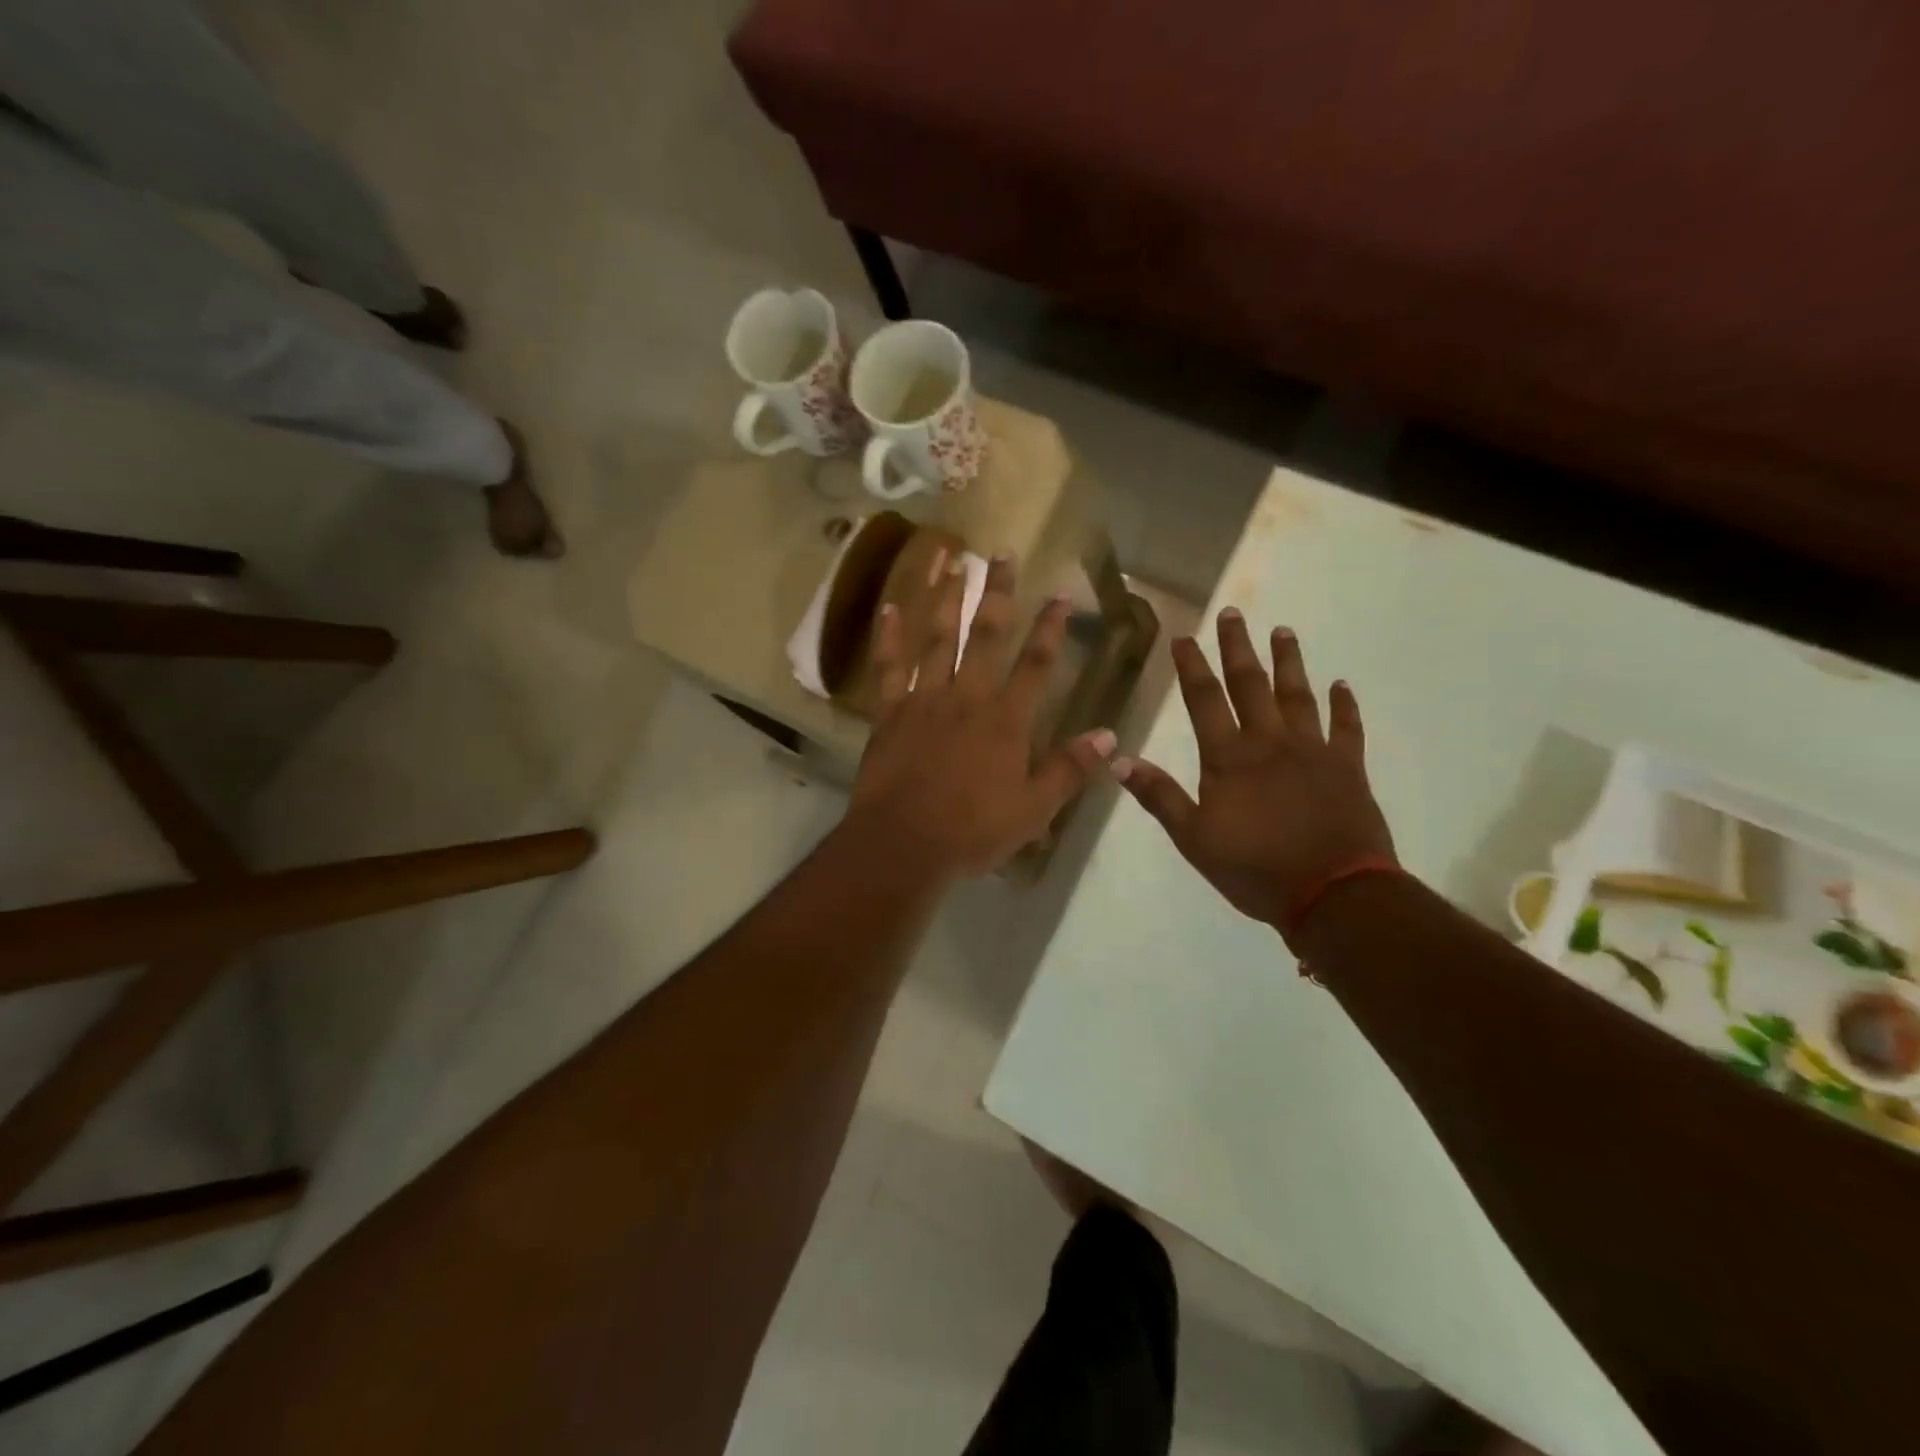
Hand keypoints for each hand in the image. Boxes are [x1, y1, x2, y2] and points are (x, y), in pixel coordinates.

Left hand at [847, 556, 1115, 880]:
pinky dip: (889, 637)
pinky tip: (890, 607)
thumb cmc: (973, 831)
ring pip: (936, 639)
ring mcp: (924, 700)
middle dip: (997, 592)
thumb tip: (1111, 736)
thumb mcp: (1034, 809)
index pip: (1036, 663)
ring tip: (951, 560)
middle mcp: (966, 697)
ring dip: (945, 598)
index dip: (1051, 627)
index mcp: (1006, 720)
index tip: (1060, 592)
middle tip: (1002, 552)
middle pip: (985, 635)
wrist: (903, 845)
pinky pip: (888, 667)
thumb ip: (1070, 769)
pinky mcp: (889, 713)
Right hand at [1113, 609, 1395, 937]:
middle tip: (1234, 613)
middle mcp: (1270, 742)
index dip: (1192, 667)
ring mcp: (1313, 751)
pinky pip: (1347, 728)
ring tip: (1284, 631)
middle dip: (1238, 647)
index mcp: (1229, 758)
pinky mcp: (1348, 767)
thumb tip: (1118, 759)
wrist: (1333, 894)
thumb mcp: (1194, 839)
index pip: (1204, 700)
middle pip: (1250, 685)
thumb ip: (1159, 796)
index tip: (1184, 636)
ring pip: (1298, 695)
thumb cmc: (1255, 869)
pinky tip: (1341, 685)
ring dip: (1289, 662)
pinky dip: (1344, 706)